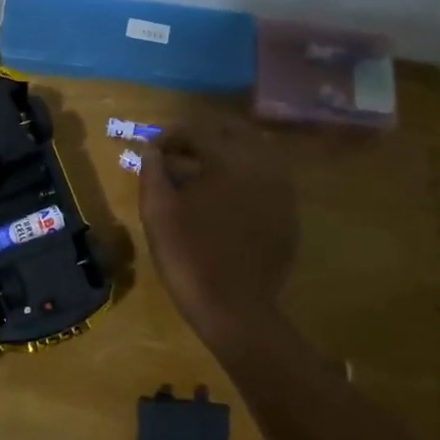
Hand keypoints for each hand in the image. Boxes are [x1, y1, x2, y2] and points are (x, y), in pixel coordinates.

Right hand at [140, 123, 297, 338]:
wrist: (235, 309)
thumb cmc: (189, 255)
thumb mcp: (157, 211)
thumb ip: (152, 171)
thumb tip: (152, 149)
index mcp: (228, 159)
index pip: (196, 130)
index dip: (169, 136)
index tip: (152, 150)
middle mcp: (261, 165)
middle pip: (231, 132)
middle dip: (201, 138)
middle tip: (177, 156)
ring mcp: (281, 189)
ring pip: (252, 153)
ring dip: (224, 154)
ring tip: (198, 175)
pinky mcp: (288, 212)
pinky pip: (265, 178)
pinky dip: (243, 177)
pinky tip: (224, 198)